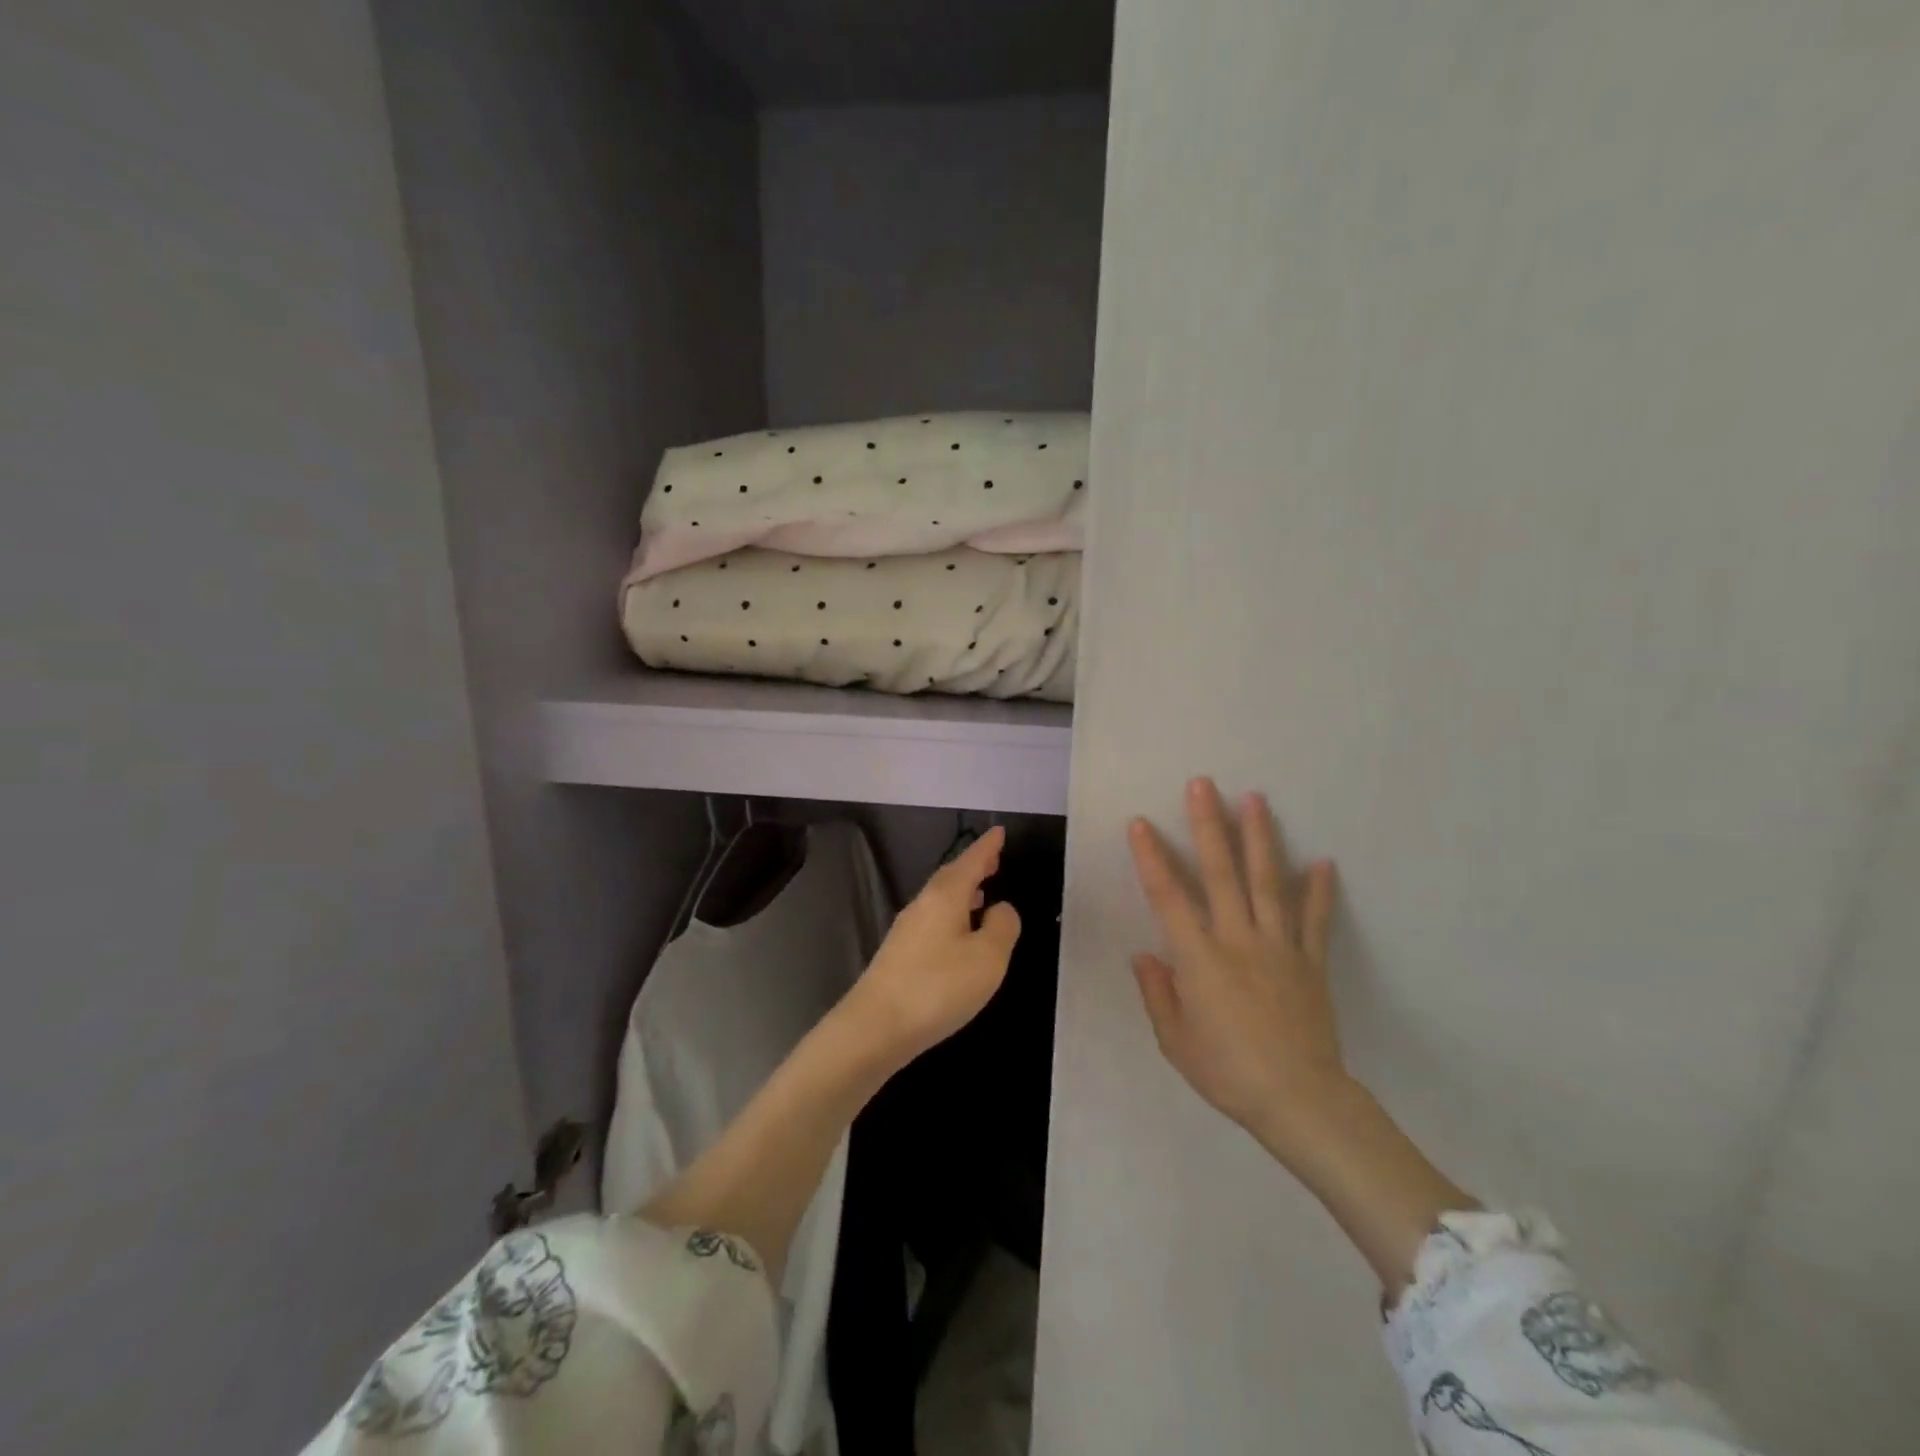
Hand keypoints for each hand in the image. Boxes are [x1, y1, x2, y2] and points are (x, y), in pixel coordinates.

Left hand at [845, 826, 1022, 1068]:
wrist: (875, 1026)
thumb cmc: (938, 987)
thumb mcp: (988, 958)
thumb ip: (1002, 928)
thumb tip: (1002, 908)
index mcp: (945, 896)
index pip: (971, 861)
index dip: (987, 847)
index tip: (999, 831)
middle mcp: (923, 904)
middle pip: (951, 876)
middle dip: (973, 866)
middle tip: (994, 860)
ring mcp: (907, 929)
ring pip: (940, 898)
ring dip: (963, 892)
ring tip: (983, 894)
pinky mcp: (899, 954)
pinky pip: (933, 919)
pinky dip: (952, 914)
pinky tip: (959, 933)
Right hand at [1129, 778, 1349, 1167]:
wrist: (1299, 1100)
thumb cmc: (1227, 1071)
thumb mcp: (1175, 1040)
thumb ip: (1158, 993)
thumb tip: (1145, 955)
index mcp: (1199, 958)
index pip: (1168, 896)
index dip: (1151, 857)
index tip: (1140, 823)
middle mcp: (1237, 939)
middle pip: (1221, 873)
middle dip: (1209, 825)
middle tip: (1203, 785)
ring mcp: (1278, 946)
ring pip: (1268, 882)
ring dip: (1260, 838)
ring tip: (1256, 798)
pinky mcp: (1309, 961)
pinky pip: (1314, 919)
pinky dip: (1319, 890)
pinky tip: (1323, 861)